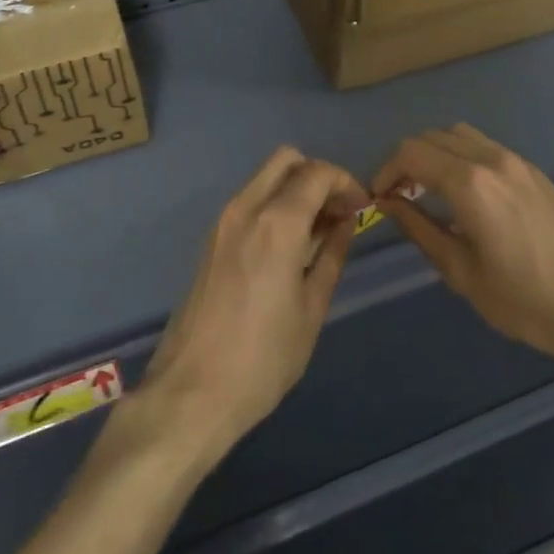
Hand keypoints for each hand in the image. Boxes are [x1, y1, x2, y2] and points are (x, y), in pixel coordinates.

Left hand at [139, 147, 369, 463]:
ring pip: (264, 178)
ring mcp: (222, 223)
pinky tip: (290, 245)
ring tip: (319, 231)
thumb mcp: (311, 310)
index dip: (346, 182)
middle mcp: (245, 209)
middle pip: (285, 160)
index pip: (317, 173)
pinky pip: (249, 202)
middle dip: (318, 175)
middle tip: (338, 211)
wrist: (191, 393)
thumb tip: (345, 223)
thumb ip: (331, 256)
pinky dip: (274, 205)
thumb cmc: (263, 358)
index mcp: (275, 224)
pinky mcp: (210, 241)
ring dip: (295, 189)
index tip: (362, 207)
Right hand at [373, 124, 553, 367]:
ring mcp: (518, 162)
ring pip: (460, 135)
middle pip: (433, 136)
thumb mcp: (462, 273)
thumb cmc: (526, 300)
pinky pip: (486, 147)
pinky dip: (461, 157)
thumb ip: (420, 230)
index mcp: (470, 183)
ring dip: (435, 154)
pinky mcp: (535, 172)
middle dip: (406, 160)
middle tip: (399, 197)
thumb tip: (390, 204)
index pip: (410, 153)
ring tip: (429, 192)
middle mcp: (492, 159)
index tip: (379, 200)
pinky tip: (465, 196)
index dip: (385, 170)